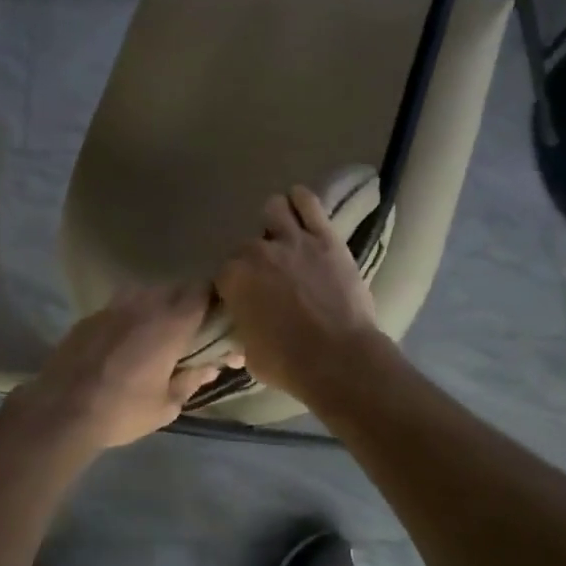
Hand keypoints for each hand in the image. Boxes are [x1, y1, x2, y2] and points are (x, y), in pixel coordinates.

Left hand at [8, 284, 221, 452]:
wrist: (60, 411)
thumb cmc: (122, 411)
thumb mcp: (166, 405)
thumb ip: (191, 380)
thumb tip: (210, 367)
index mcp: (171, 323)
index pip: (202, 291)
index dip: (213, 300)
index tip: (217, 317)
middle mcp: (145, 304)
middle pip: (175, 289)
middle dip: (187, 304)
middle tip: (190, 331)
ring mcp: (114, 306)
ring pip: (146, 293)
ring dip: (157, 306)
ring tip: (156, 334)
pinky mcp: (91, 315)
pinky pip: (121, 306)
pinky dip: (130, 316)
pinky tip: (124, 342)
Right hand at [215, 186, 384, 401]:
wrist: (340, 359)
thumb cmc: (289, 364)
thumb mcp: (249, 355)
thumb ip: (241, 333)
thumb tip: (240, 334)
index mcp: (234, 278)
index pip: (225, 271)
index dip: (235, 284)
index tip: (245, 296)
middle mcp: (258, 251)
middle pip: (247, 243)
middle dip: (255, 257)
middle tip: (269, 276)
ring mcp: (293, 240)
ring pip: (275, 208)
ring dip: (275, 221)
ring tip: (282, 236)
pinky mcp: (325, 237)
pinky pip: (308, 202)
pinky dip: (301, 201)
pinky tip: (301, 209)